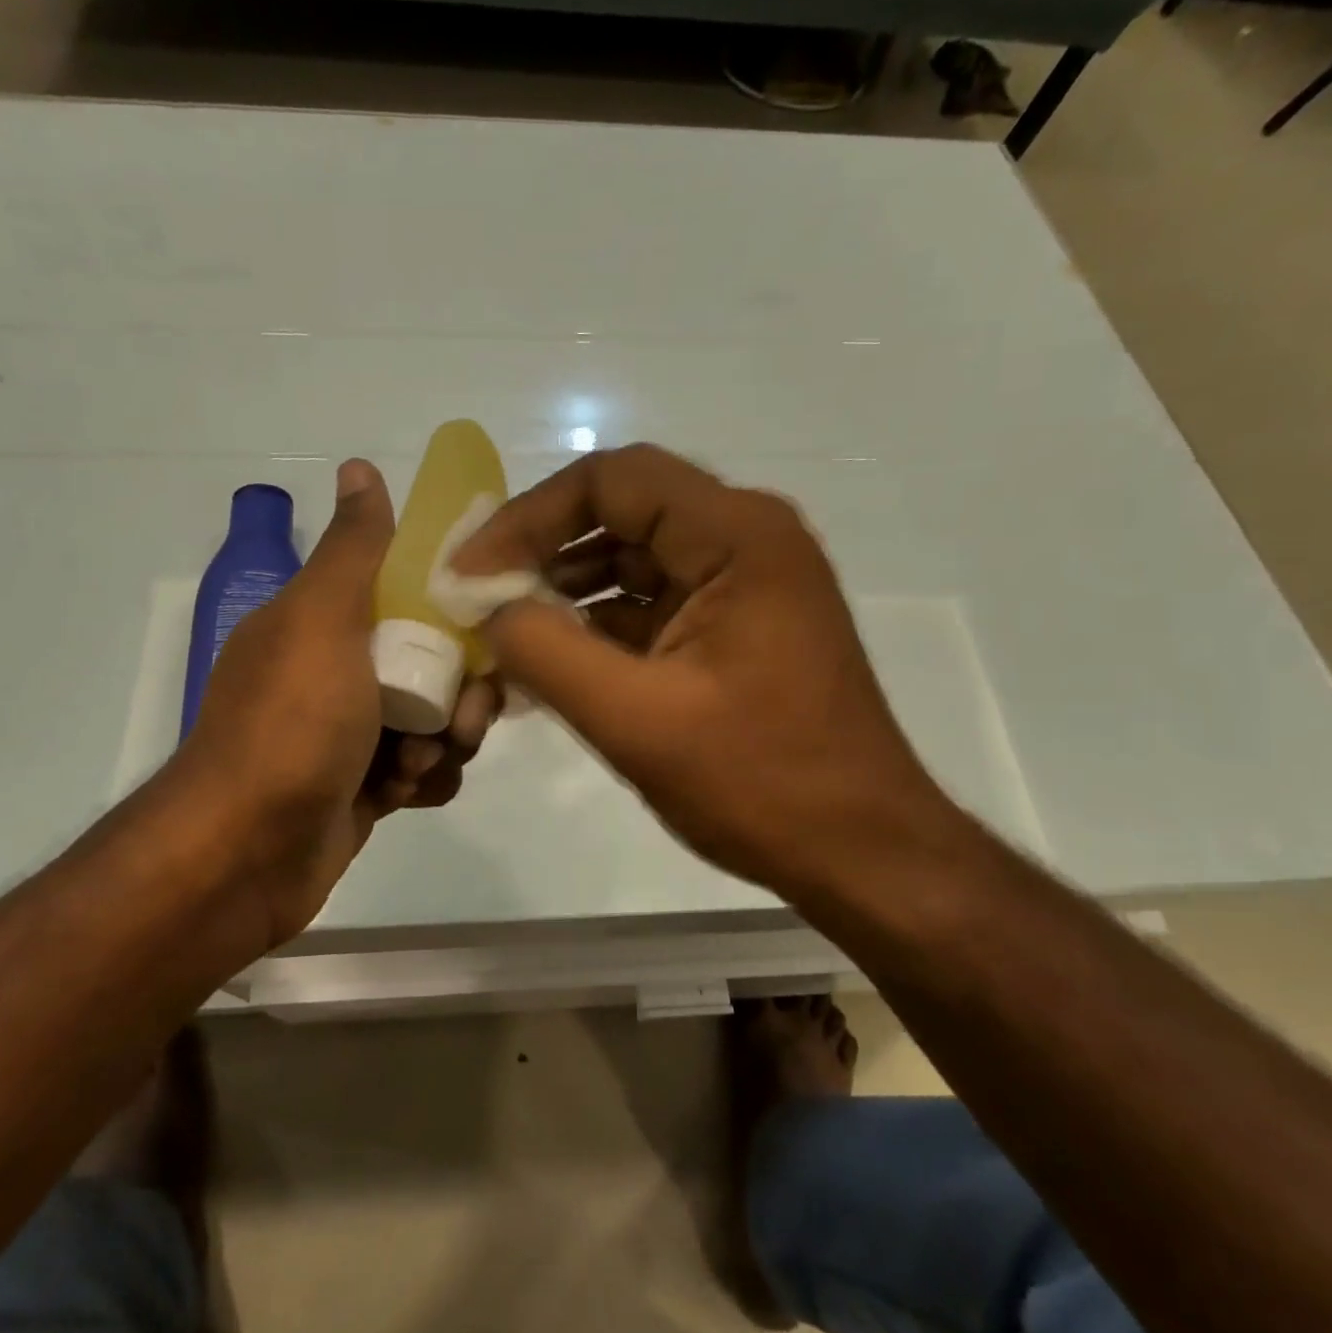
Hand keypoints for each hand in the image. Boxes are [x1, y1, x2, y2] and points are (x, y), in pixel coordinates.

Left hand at [173, 459, 496, 952]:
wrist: (246, 853)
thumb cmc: (291, 726)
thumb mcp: (322, 621)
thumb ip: (352, 549)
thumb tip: (359, 466)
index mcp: (325, 623)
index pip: (411, 594)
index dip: (455, 607)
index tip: (489, 626)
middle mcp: (338, 672)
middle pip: (436, 663)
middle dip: (461, 691)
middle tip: (460, 718)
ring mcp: (352, 734)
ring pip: (436, 721)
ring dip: (444, 742)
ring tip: (415, 767)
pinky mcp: (365, 789)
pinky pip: (423, 771)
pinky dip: (425, 780)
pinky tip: (406, 794)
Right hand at [451, 444, 959, 911]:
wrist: (860, 852)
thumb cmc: (760, 783)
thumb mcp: (635, 719)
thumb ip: (546, 652)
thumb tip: (491, 611)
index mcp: (737, 536)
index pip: (611, 480)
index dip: (528, 517)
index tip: (471, 572)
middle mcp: (746, 540)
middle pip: (620, 513)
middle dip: (542, 554)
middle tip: (478, 600)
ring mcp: (744, 585)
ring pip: (632, 562)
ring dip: (565, 594)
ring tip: (504, 638)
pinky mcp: (735, 628)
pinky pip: (652, 607)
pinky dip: (598, 629)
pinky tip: (551, 666)